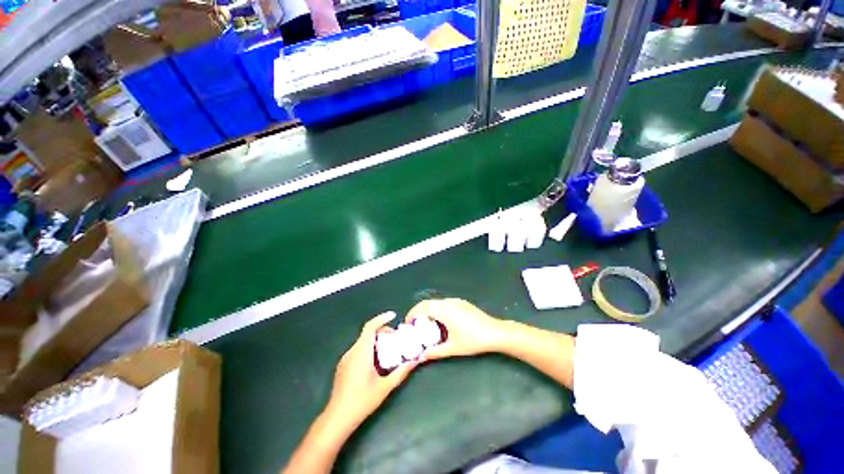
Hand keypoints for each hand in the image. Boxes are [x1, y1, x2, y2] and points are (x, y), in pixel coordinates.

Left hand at [324, 312, 417, 430]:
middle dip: (382, 332)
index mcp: (361, 352)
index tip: (393, 315)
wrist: (337, 418)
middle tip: (395, 338)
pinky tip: (375, 362)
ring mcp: (345, 359)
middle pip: (368, 333)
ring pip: (362, 342)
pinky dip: (368, 349)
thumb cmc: (362, 401)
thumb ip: (401, 372)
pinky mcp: (343, 366)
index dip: (381, 318)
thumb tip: (415, 361)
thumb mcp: (385, 387)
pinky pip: (358, 350)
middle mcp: (352, 351)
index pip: (370, 327)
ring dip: (376, 341)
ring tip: (388, 350)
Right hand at [406, 299, 506, 359]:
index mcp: (444, 310)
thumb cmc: (473, 340)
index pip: (422, 307)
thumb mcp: (453, 348)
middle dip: (418, 312)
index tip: (408, 324)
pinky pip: (444, 303)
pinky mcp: (462, 303)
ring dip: (428, 310)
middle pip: (428, 303)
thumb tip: (421, 357)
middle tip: (415, 325)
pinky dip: (437, 309)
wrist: (495, 332)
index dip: (412, 314)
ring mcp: (456, 301)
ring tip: (427, 325)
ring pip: (436, 302)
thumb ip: (435, 352)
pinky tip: (441, 321)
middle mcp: (448, 302)